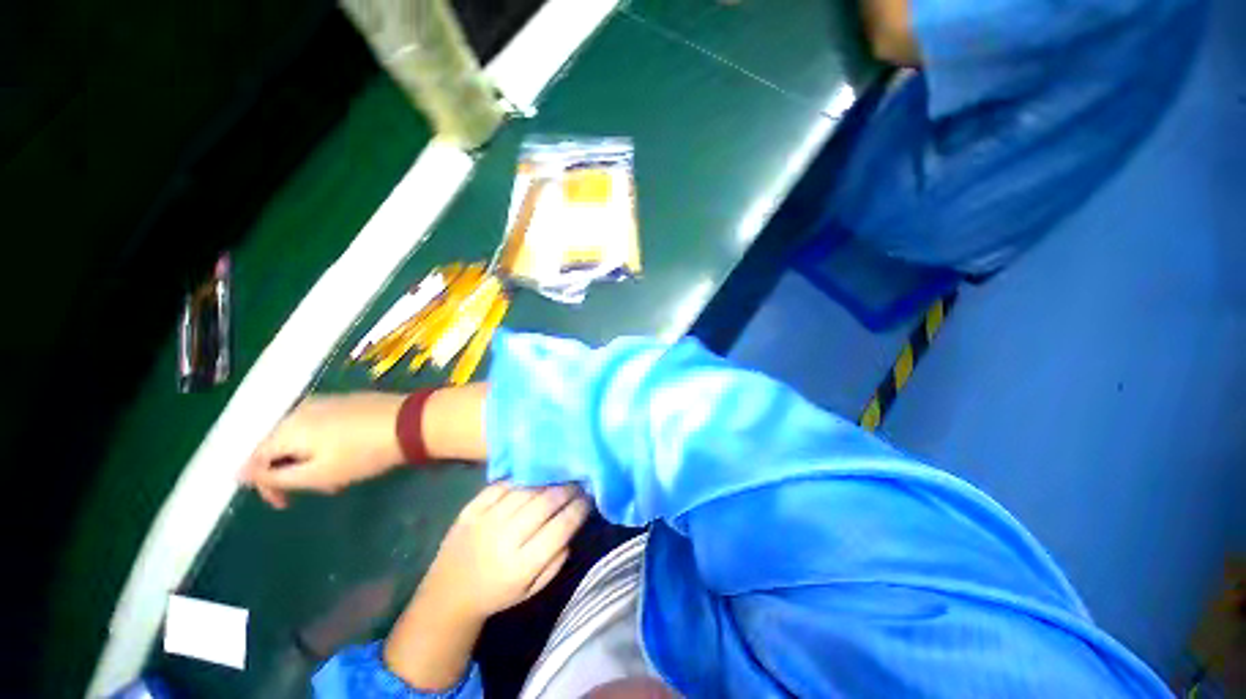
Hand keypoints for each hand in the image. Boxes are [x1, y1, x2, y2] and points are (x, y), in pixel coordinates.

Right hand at [240, 393, 406, 508]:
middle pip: (280, 446)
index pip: (254, 457)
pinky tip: (351, 455)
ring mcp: (327, 401)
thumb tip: (240, 474)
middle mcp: (301, 408)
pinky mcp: (348, 400)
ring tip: (341, 476)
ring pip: (304, 437)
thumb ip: (275, 476)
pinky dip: (328, 445)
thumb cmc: (364, 452)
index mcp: (287, 426)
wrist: (412, 421)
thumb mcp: (317, 474)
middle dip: (294, 473)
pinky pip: (323, 426)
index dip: (264, 485)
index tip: (285, 504)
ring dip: (314, 462)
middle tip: (322, 488)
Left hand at [419, 483, 591, 619]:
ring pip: (525, 490)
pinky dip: (520, 479)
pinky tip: (531, 479)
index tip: (589, 498)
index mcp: (521, 565)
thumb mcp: (531, 589)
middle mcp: (504, 539)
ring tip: (559, 478)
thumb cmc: (497, 594)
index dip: (578, 509)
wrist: (449, 593)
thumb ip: (555, 560)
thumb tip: (571, 526)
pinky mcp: (470, 510)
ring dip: (547, 481)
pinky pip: (501, 486)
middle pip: (545, 503)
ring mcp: (485, 521)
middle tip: (578, 483)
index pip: (560, 528)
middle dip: (567, 490)